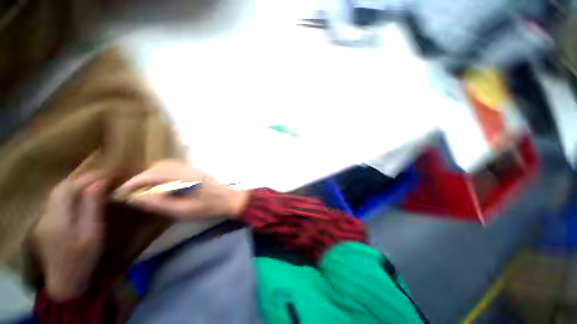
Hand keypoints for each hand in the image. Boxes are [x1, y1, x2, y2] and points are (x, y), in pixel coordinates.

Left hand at [33, 173, 106, 300]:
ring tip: (92, 185)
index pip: (69, 188)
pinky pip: (56, 202)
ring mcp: (43, 219)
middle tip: (101, 177)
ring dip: (74, 186)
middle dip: (80, 179)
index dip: (87, 178)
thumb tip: (98, 183)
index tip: (106, 173)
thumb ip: (92, 207)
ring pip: (56, 194)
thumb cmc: (83, 258)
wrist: (65, 282)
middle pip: (60, 188)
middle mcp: (46, 214)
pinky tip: (78, 198)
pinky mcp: (45, 224)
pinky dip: (68, 195)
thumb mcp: (92, 233)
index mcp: (59, 217)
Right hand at [118, 160, 248, 219]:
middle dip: (143, 177)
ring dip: (153, 174)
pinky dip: (163, 174)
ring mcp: (193, 169)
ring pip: (167, 166)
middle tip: (133, 191)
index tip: (122, 191)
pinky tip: (162, 186)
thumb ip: (161, 204)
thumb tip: (137, 198)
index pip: (154, 173)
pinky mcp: (196, 172)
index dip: (135, 181)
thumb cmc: (210, 208)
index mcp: (184, 177)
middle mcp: (188, 169)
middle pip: (160, 166)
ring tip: (145, 189)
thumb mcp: (185, 211)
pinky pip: (175, 168)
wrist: (231, 200)